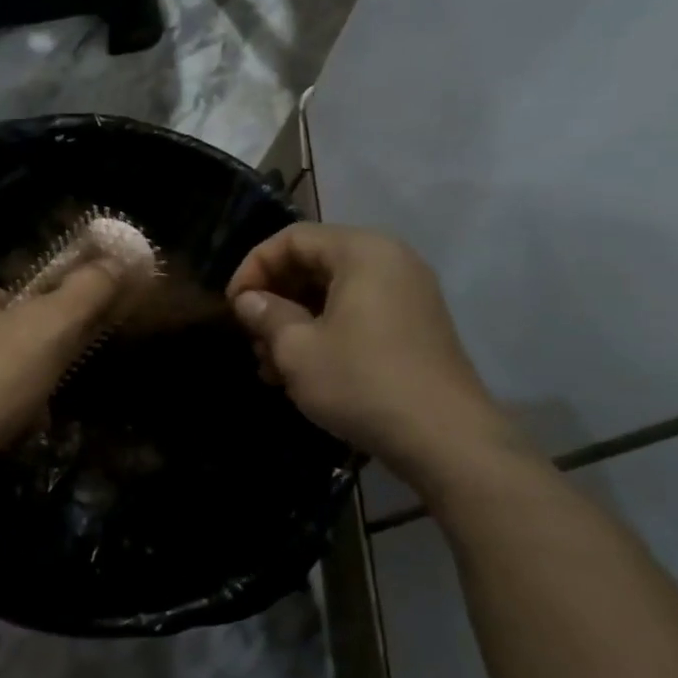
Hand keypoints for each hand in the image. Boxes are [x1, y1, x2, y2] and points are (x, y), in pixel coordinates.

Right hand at [226, 223, 517, 490]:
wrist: (445, 438)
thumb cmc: (361, 381)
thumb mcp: (297, 348)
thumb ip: (266, 314)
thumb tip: (247, 300)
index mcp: (362, 252)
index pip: (292, 239)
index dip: (253, 268)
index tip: (232, 307)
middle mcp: (390, 261)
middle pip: (313, 263)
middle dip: (274, 299)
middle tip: (251, 338)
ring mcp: (406, 295)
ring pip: (332, 294)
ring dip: (294, 323)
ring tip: (270, 366)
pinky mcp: (413, 327)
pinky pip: (356, 314)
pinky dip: (324, 334)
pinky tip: (301, 374)